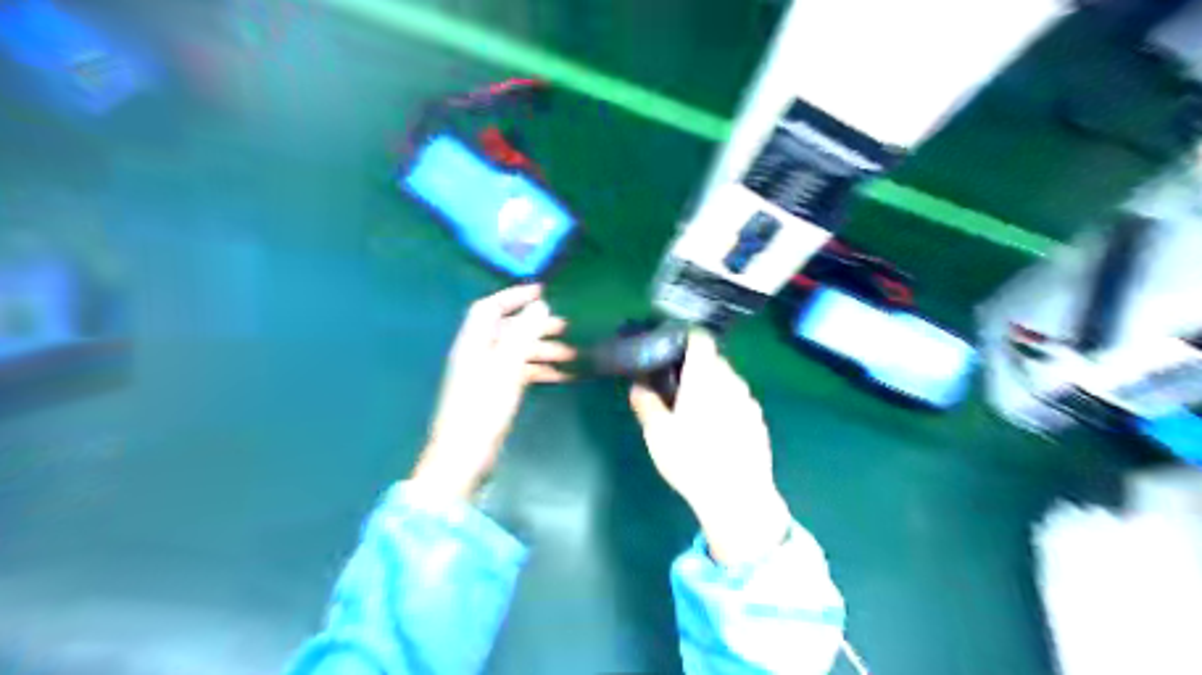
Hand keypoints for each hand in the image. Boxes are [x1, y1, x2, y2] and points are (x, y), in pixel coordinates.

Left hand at [411, 281, 573, 500]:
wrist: (464, 457)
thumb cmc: (483, 408)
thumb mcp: (506, 367)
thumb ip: (523, 334)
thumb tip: (540, 305)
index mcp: (473, 342)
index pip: (490, 307)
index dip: (514, 295)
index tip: (543, 291)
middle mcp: (477, 354)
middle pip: (507, 330)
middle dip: (537, 326)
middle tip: (567, 327)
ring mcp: (485, 375)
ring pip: (516, 352)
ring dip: (542, 350)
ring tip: (572, 354)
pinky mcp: (493, 393)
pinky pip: (518, 372)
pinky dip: (539, 370)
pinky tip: (561, 375)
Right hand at [632, 331, 794, 564]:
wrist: (738, 496)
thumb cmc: (691, 459)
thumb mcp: (657, 433)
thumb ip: (646, 402)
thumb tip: (638, 384)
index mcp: (705, 376)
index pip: (700, 339)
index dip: (684, 339)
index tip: (669, 352)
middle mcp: (731, 381)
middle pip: (714, 361)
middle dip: (695, 368)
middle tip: (675, 388)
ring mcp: (749, 401)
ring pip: (728, 382)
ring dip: (712, 388)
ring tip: (695, 413)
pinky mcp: (759, 422)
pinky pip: (739, 402)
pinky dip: (726, 407)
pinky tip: (716, 433)